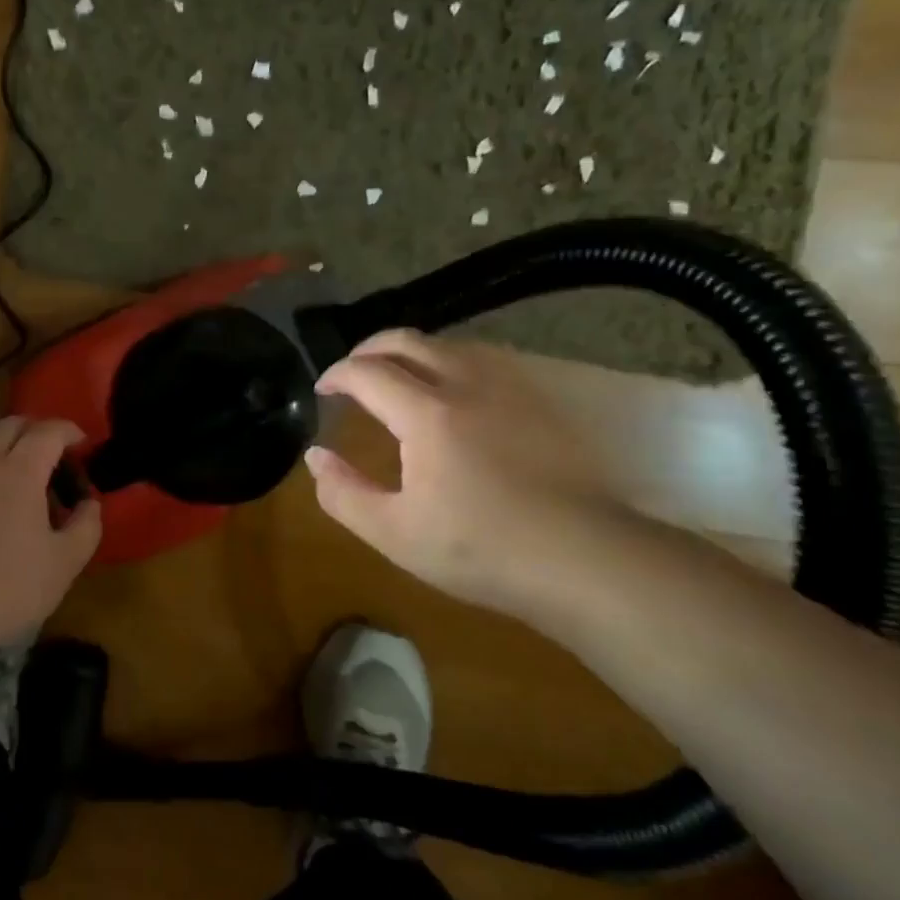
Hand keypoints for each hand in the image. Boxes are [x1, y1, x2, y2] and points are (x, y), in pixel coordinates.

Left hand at [0, 417, 101, 645]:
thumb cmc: (6, 583)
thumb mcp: (63, 563)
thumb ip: (86, 525)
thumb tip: (88, 503)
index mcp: (19, 470)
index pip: (49, 431)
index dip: (70, 432)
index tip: (83, 445)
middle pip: (11, 426)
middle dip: (36, 433)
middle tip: (54, 459)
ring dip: (7, 457)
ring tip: (21, 493)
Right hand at [304, 329, 619, 615]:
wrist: (584, 559)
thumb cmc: (482, 550)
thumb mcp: (395, 534)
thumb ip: (343, 493)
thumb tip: (316, 456)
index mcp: (426, 415)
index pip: (367, 372)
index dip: (336, 374)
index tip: (322, 390)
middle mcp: (465, 384)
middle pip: (406, 340)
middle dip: (368, 349)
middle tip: (351, 373)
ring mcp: (507, 387)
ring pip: (446, 343)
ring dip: (409, 351)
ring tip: (396, 377)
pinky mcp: (537, 399)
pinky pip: (481, 358)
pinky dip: (449, 361)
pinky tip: (451, 390)